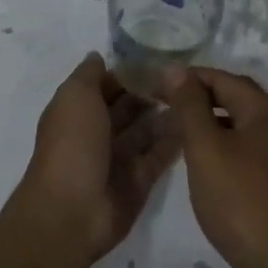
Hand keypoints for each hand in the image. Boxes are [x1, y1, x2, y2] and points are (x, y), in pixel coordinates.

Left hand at [15, 54, 180, 266]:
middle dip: (151, 92)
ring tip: (195, 96)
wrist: (72, 210)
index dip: (128, 72)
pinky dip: (175, 141)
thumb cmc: (72, 145)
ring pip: (146, 131)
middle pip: (129, 107)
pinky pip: (159, 156)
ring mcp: (118, 159)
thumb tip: (99, 56)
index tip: (159, 58)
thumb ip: (89, 75)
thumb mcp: (74, 97)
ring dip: (166, 114)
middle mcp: (98, 133)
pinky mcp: (139, 181)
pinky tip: (195, 123)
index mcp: (78, 111)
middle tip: (184, 78)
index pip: (106, 85)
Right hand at [164, 67, 267, 267]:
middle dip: (200, 100)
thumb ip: (189, 106)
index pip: (222, 79)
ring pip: (243, 127)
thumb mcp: (205, 148)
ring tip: (180, 137)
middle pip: (236, 99)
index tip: (154, 88)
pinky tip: (207, 167)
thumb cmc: (240, 199)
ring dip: (212, 125)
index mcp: (266, 110)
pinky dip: (227, 149)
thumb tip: (176, 69)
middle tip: (164, 109)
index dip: (186, 79)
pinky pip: (251, 152)